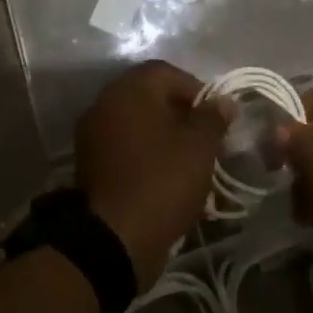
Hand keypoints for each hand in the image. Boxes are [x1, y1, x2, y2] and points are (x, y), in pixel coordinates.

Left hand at [75, 61, 228, 287]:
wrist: (114, 239)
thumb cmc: (162, 181)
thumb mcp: (200, 147)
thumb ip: (213, 117)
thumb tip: (224, 101)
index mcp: (131, 89)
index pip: (168, 73)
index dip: (196, 90)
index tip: (215, 117)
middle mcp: (106, 101)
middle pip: (149, 95)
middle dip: (179, 112)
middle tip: (202, 138)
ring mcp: (92, 132)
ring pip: (136, 122)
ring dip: (161, 133)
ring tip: (186, 159)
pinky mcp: (89, 162)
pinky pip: (123, 145)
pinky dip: (143, 153)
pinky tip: (162, 175)